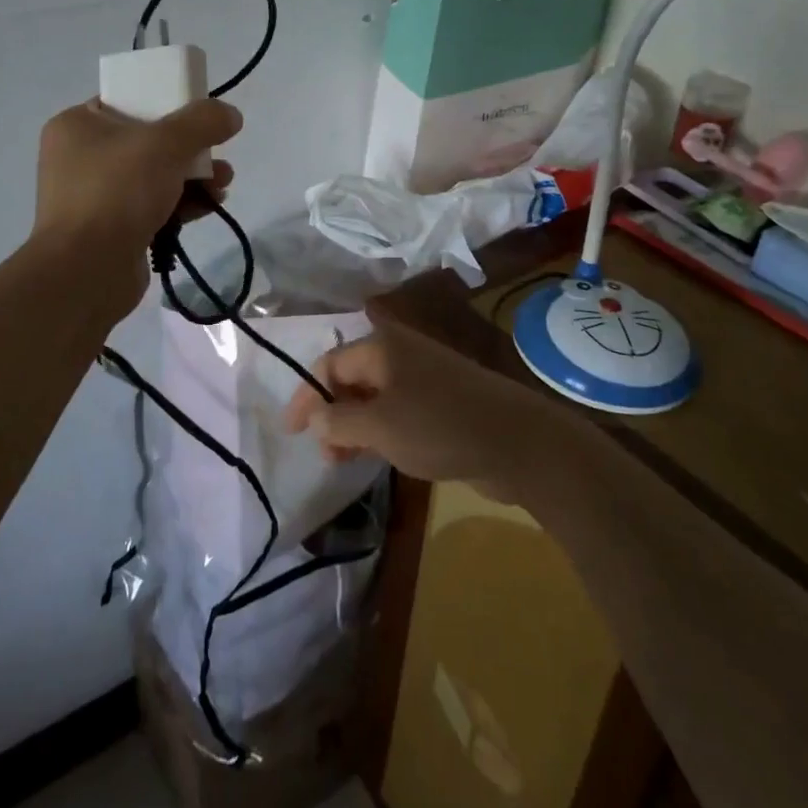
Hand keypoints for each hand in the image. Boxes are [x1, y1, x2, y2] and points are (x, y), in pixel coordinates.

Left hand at [32, 98, 240, 319]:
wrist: (86, 272)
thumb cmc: (117, 192)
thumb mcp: (166, 143)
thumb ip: (202, 122)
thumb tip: (230, 114)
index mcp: (77, 125)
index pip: (126, 100)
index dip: (166, 102)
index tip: (198, 115)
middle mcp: (80, 157)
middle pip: (147, 140)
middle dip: (190, 148)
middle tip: (219, 152)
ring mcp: (94, 196)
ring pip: (154, 175)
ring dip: (193, 176)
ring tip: (224, 183)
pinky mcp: (110, 229)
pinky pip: (151, 205)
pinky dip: (181, 203)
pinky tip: (211, 205)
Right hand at [283, 315, 568, 497]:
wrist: (516, 442)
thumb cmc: (439, 426)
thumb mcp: (380, 427)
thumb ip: (339, 422)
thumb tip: (315, 419)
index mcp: (382, 347)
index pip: (329, 363)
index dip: (307, 396)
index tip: (291, 432)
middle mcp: (401, 353)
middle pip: (351, 377)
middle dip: (331, 412)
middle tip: (322, 453)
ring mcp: (424, 377)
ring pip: (375, 397)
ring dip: (354, 425)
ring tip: (342, 461)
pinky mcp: (442, 402)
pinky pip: (398, 411)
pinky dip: (380, 430)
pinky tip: (376, 455)